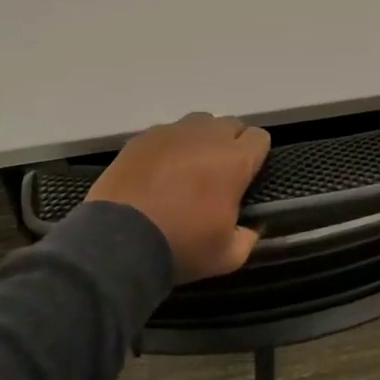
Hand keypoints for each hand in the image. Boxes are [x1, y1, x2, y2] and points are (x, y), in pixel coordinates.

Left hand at [87, 113, 271, 282]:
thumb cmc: (181, 245)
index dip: (256, 156)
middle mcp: (206, 136)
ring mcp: (171, 132)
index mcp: (234, 160)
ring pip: (198, 123)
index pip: (259, 138)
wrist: (119, 241)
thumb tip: (250, 228)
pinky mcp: (142, 138)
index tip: (248, 176)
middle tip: (219, 174)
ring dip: (201, 140)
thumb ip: (248, 238)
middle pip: (230, 125)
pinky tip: (159, 172)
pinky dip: (170, 147)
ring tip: (189, 168)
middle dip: (231, 144)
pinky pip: (166, 133)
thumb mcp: (227, 256)